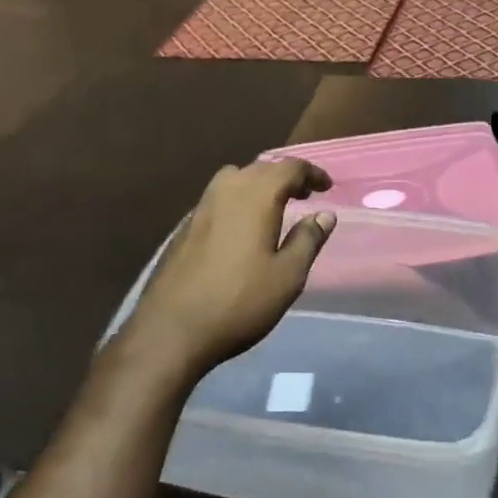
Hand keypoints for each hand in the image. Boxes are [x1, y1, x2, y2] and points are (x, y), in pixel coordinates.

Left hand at [120, 159, 334, 381]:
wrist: (171, 330)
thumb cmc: (239, 302)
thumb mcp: (287, 276)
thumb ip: (308, 240)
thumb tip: (325, 214)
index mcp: (256, 196)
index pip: (289, 167)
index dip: (311, 173)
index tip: (327, 187)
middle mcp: (227, 190)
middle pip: (261, 168)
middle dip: (286, 176)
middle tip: (304, 195)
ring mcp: (201, 206)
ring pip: (235, 178)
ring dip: (259, 185)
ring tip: (274, 207)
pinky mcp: (184, 226)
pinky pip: (218, 197)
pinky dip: (238, 200)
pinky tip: (241, 228)